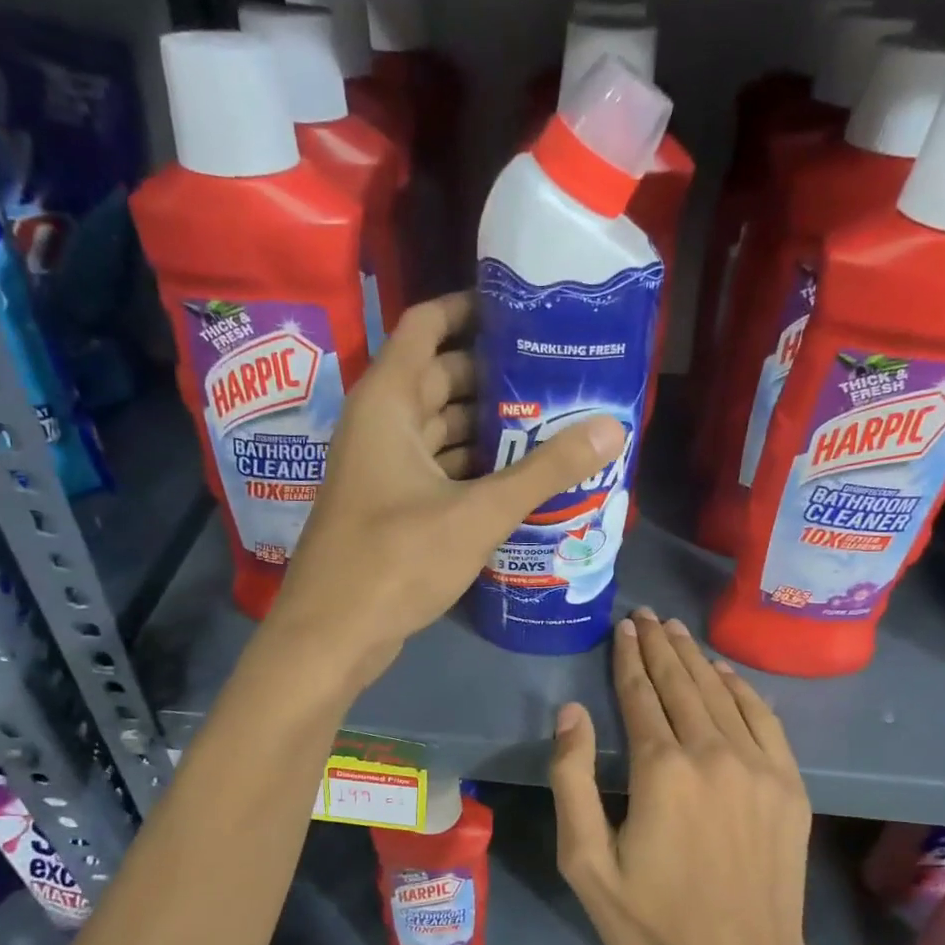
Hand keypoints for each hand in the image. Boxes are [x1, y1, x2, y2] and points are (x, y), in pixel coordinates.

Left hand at [269, 293, 624, 683]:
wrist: (333, 636)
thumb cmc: (396, 561)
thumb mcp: (478, 513)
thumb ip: (545, 471)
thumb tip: (612, 428)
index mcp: (389, 402)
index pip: (427, 325)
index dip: (472, 308)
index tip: (527, 312)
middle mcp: (382, 425)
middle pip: (444, 378)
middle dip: (498, 375)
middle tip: (561, 376)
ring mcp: (384, 468)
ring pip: (443, 428)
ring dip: (491, 427)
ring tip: (555, 423)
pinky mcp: (392, 506)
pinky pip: (440, 468)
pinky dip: (475, 467)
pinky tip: (521, 477)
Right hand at [550, 609, 826, 944]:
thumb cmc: (654, 922)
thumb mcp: (587, 863)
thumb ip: (573, 780)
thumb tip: (572, 712)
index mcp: (661, 769)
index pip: (640, 694)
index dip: (628, 657)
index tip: (623, 627)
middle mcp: (712, 752)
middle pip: (680, 683)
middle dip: (659, 646)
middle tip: (646, 615)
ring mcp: (758, 766)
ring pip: (720, 693)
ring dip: (694, 657)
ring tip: (675, 631)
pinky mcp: (788, 784)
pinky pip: (763, 717)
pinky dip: (741, 688)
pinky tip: (724, 671)